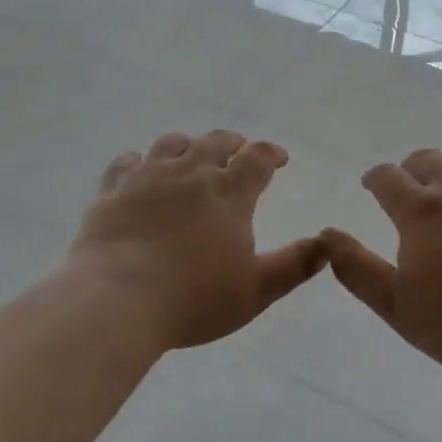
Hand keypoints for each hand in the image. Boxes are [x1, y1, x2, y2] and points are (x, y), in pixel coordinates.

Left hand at [70, 130, 325, 349]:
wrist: (117, 299)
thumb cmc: (193, 299)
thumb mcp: (255, 291)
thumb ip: (294, 265)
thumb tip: (328, 244)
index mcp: (229, 193)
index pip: (257, 158)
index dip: (271, 153)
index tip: (278, 158)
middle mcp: (191, 172)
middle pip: (215, 142)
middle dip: (232, 142)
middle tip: (238, 149)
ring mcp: (148, 176)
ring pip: (172, 143)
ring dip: (188, 145)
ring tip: (192, 154)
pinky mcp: (113, 190)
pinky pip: (126, 161)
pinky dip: (138, 160)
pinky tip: (139, 169)